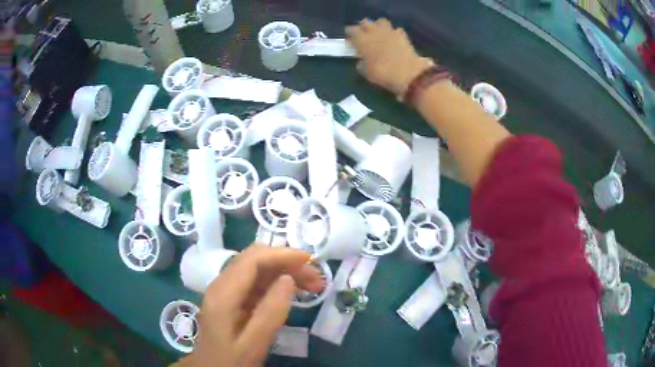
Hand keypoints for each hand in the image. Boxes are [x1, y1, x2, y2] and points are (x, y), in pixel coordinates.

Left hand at [186, 246, 324, 366]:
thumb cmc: (231, 361)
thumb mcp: (254, 344)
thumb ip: (270, 313)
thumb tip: (288, 279)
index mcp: (223, 294)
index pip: (252, 259)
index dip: (282, 255)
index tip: (310, 261)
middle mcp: (222, 285)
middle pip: (255, 260)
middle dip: (287, 263)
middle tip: (316, 277)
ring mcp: (225, 291)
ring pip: (257, 270)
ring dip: (285, 272)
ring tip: (313, 284)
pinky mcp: (231, 299)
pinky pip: (256, 283)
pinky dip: (277, 283)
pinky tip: (294, 292)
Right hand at [346, 18, 433, 96]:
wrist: (409, 74)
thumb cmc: (383, 74)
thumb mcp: (366, 72)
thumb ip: (361, 63)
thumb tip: (361, 60)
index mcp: (362, 40)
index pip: (351, 30)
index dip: (350, 34)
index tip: (350, 40)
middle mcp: (374, 32)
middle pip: (366, 22)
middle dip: (363, 27)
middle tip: (363, 35)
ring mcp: (390, 32)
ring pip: (381, 21)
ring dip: (378, 26)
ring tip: (379, 34)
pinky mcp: (402, 35)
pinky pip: (395, 29)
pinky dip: (393, 33)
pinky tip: (393, 39)